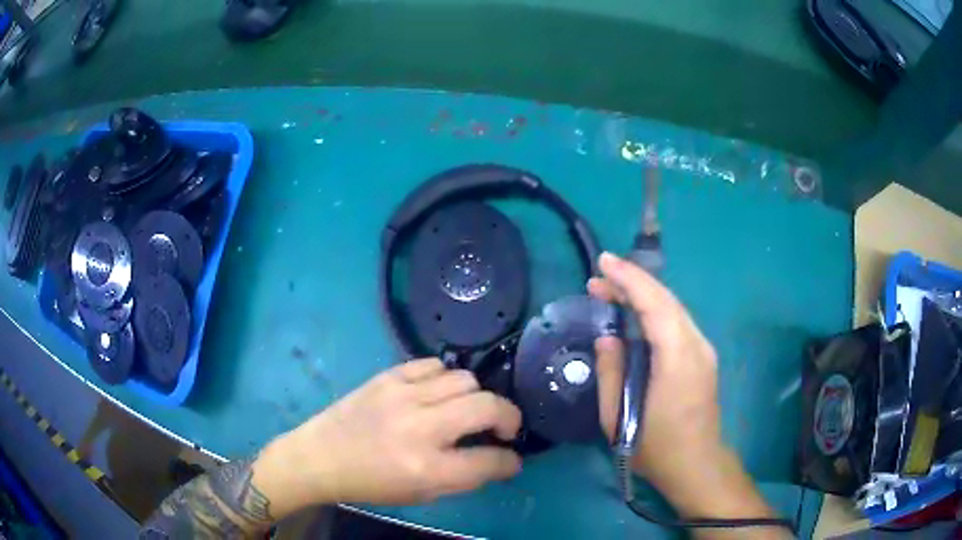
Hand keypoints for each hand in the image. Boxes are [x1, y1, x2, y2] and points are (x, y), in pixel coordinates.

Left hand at [254, 358, 522, 514]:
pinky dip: (447, 379)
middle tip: (503, 429)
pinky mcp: (388, 376)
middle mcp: (420, 428)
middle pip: (488, 406)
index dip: (509, 461)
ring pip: (466, 379)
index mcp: (428, 468)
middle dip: (509, 417)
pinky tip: (440, 393)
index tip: (511, 459)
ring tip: (467, 410)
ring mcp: (403, 395)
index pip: (490, 460)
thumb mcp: (421, 494)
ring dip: (477, 396)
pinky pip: (434, 365)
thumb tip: (497, 459)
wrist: (321, 457)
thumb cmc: (371, 483)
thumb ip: (464, 478)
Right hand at [588, 252, 721, 492]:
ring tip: (611, 291)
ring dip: (643, 295)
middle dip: (633, 282)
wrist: (696, 465)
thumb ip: (611, 373)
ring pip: (674, 308)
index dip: (630, 279)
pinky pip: (677, 323)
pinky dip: (655, 310)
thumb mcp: (618, 418)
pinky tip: (635, 315)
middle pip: (666, 300)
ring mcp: (704, 350)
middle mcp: (697, 346)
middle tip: (598, 279)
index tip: (603, 262)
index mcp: (678, 359)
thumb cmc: (655, 448)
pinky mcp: (703, 357)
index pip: (655, 304)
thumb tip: (607, 337)